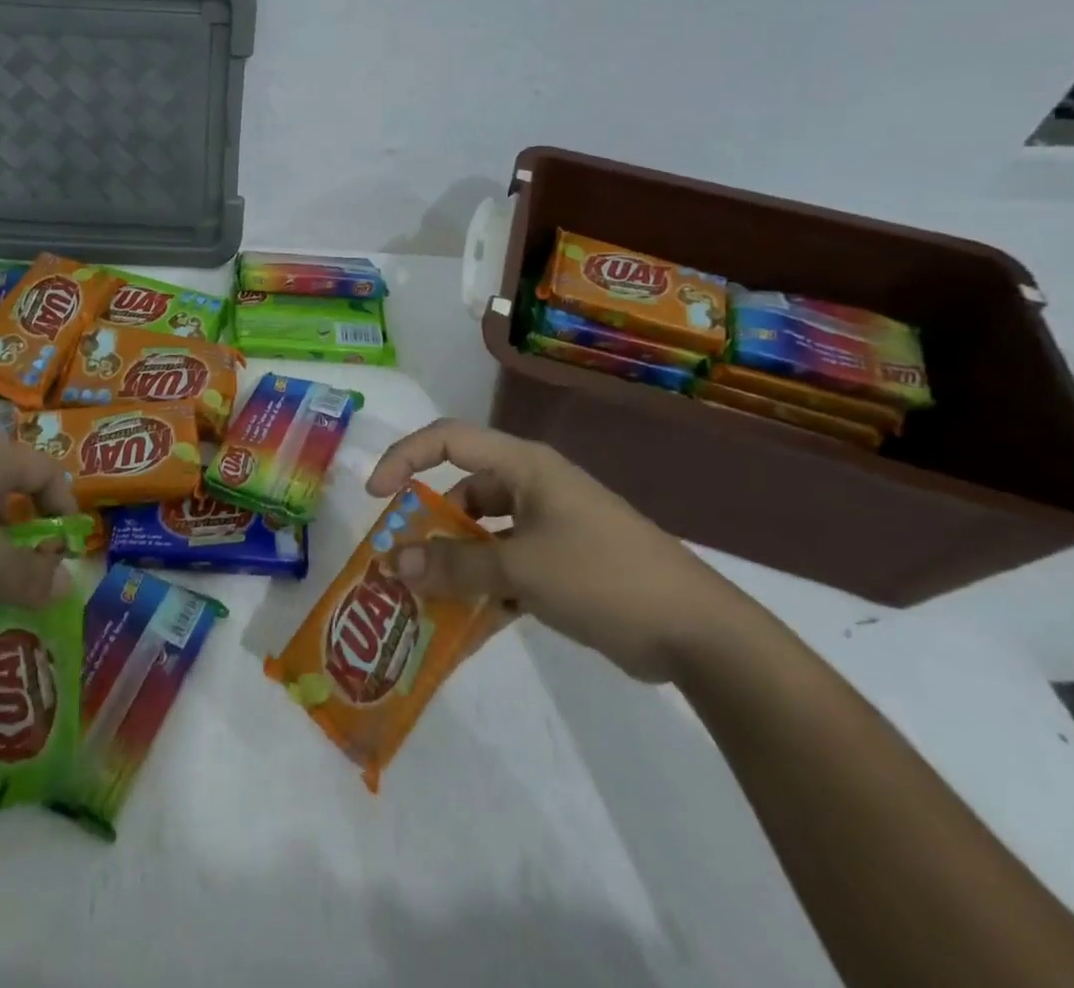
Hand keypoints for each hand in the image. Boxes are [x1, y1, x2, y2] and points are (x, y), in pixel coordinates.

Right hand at [365, 420, 744, 682]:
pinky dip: (484, 592)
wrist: (696, 632)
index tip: (377, 496)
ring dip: (454, 565)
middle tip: (400, 563)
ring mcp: (548, 527)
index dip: (406, 458)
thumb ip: (455, 566)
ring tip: (424, 602)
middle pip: (462, 492)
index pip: (449, 440)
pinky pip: (506, 569)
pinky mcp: (560, 565)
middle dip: (427, 526)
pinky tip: (462, 631)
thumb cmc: (603, 576)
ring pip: (482, 535)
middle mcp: (532, 487)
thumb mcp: (521, 569)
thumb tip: (394, 564)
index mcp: (524, 467)